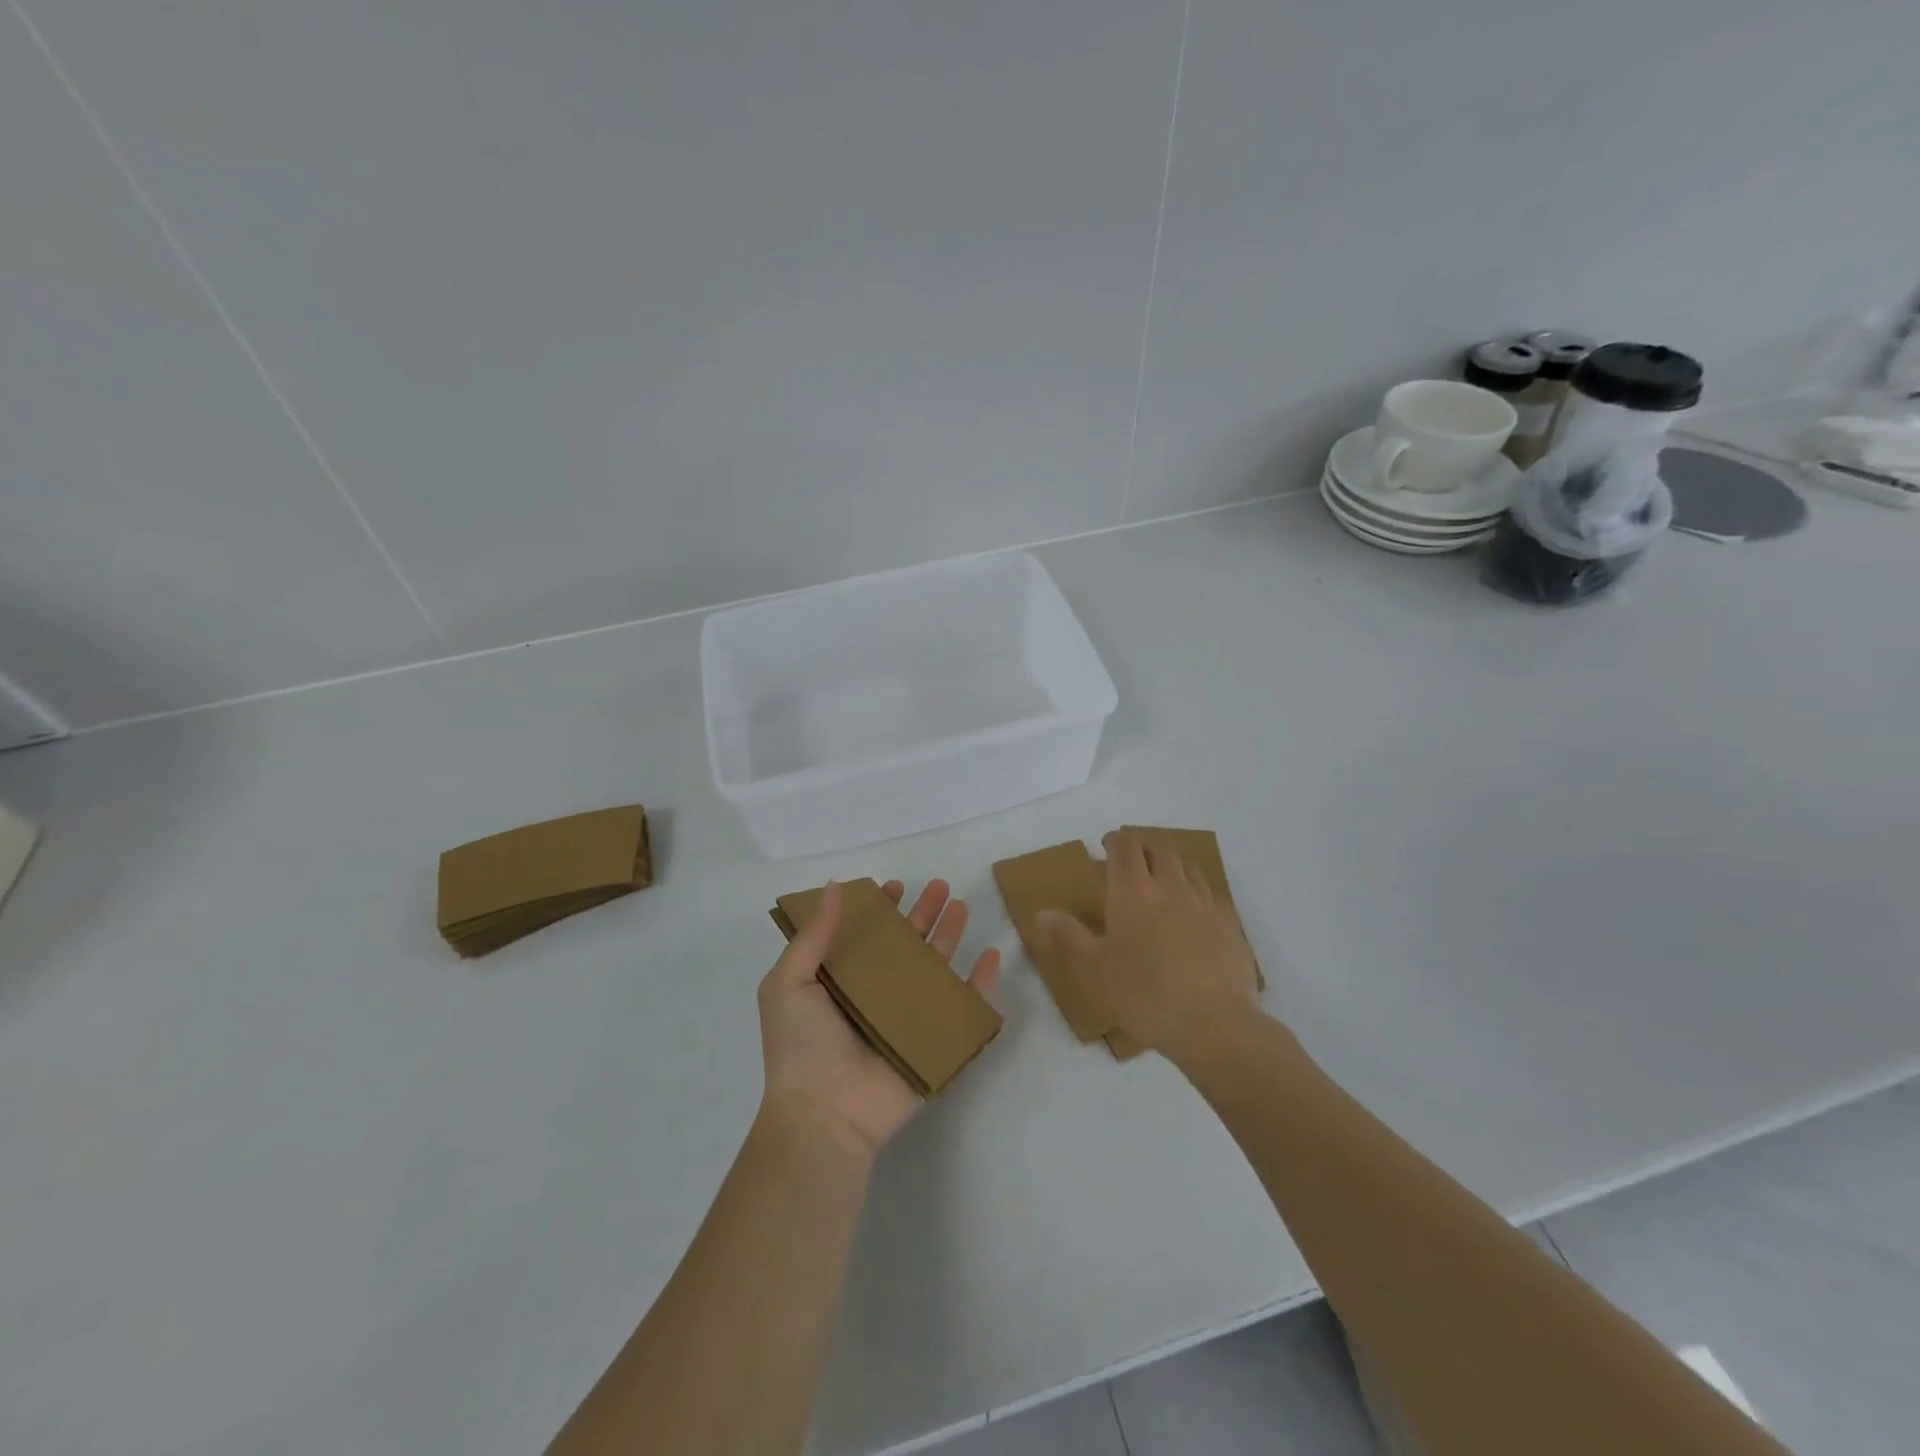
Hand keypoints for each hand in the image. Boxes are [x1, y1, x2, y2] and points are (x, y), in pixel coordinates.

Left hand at [758, 878, 999, 1155]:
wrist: (825, 1116)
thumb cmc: (801, 1046)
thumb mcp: (790, 982)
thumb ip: (814, 934)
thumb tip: (835, 886)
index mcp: (840, 981)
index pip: (866, 935)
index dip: (881, 909)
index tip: (895, 886)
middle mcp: (874, 995)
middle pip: (906, 945)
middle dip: (923, 914)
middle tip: (941, 887)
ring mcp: (906, 1019)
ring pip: (935, 968)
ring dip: (950, 936)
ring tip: (962, 907)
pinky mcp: (933, 1042)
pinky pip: (964, 1008)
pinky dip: (980, 983)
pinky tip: (991, 955)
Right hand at [1039, 828, 1260, 1062]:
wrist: (1213, 1024)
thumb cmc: (1144, 994)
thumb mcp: (1094, 969)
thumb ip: (1068, 935)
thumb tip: (1042, 912)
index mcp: (1133, 892)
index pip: (1125, 847)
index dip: (1115, 840)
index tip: (1106, 846)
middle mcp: (1171, 887)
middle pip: (1160, 849)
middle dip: (1144, 848)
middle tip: (1132, 862)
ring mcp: (1205, 904)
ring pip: (1190, 867)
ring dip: (1173, 865)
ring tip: (1164, 880)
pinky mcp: (1231, 925)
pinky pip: (1213, 895)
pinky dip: (1200, 892)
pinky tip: (1196, 912)